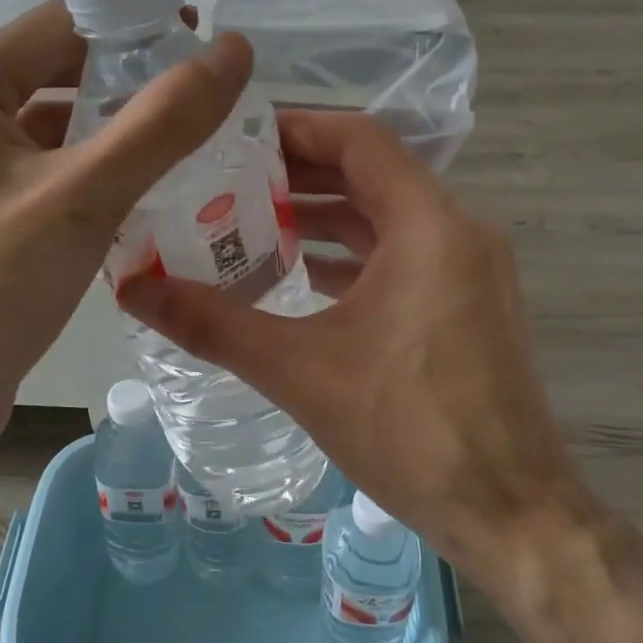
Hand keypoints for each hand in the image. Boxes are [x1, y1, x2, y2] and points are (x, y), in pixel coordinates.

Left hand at [0, 2, 251, 607]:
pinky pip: (44, 178)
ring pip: (55, 131)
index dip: (136, 28)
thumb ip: (163, 121)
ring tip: (190, 152)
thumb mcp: (83, 197)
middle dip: (131, 87)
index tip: (204, 51)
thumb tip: (233, 50)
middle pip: (58, 75)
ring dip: (116, 138)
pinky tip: (143, 201)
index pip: (61, 26)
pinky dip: (92, 181)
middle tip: (206, 109)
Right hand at [118, 109, 571, 590]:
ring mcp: (469, 273)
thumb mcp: (299, 371)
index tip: (234, 137)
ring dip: (321, 220)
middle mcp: (458, 233)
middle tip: (223, 183)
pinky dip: (350, 260)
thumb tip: (131, 288)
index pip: (358, 140)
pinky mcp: (466, 310)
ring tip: (247, 226)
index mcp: (428, 226)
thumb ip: (213, 323)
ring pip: (385, 222)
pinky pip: (402, 260)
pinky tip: (298, 280)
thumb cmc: (410, 430)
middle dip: (297, 176)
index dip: (295, 128)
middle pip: (370, 176)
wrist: (512, 514)